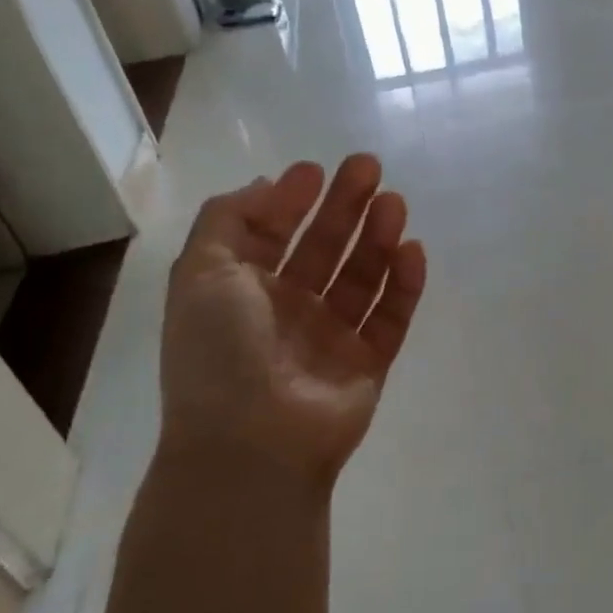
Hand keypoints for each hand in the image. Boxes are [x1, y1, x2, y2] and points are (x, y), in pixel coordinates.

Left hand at [158, 155, 425, 489]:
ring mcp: (331, 338)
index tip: (316, 170)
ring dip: (377, 238)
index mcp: (242, 291)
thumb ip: (228, 219)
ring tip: (395, 204)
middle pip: (323, 248)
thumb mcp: (201, 272)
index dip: (292, 200)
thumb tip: (266, 185)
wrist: (253, 444)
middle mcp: (287, 310)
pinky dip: (403, 285)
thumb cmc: (220, 352)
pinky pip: (391, 317)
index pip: (272, 234)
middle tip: (370, 168)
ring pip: (361, 278)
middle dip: (345, 207)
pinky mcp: (368, 363)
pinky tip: (411, 251)